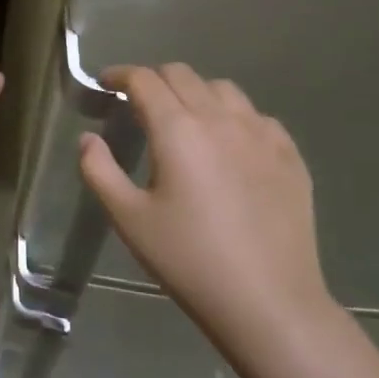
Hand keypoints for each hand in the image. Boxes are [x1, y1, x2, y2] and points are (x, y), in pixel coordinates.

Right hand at [79, 65, 338, 365]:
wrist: (269, 304)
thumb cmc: (190, 261)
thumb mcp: (129, 219)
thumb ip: (99, 170)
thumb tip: (89, 138)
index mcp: (177, 129)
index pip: (144, 79)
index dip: (120, 75)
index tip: (106, 84)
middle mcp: (220, 119)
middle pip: (182, 74)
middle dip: (154, 79)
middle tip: (140, 104)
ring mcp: (261, 134)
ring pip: (222, 89)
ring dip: (195, 93)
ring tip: (186, 120)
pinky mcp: (289, 155)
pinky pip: (257, 116)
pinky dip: (234, 117)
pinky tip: (229, 145)